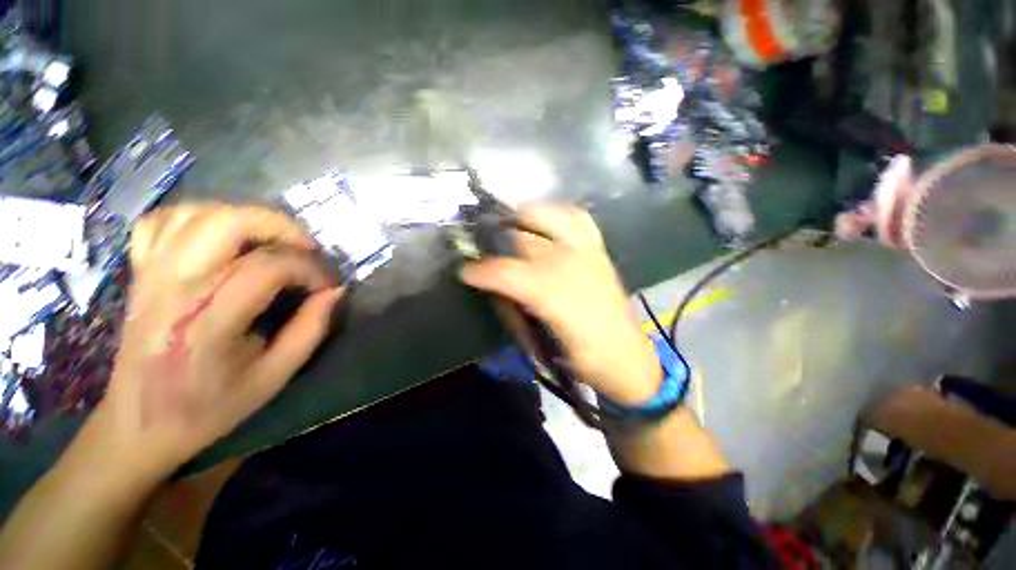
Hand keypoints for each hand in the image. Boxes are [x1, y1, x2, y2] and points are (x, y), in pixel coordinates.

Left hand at [90, 203, 342, 483]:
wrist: (137, 426)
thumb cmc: (208, 408)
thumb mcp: (273, 378)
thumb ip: (310, 330)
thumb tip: (334, 292)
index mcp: (208, 322)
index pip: (268, 268)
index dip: (310, 270)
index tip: (326, 286)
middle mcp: (174, 288)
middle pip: (227, 223)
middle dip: (280, 226)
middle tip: (306, 248)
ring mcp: (150, 275)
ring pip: (196, 213)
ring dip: (244, 217)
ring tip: (271, 241)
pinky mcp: (139, 273)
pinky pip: (161, 221)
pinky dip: (196, 216)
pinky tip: (220, 235)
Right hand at [460, 204, 659, 405]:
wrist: (628, 359)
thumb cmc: (582, 358)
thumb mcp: (541, 344)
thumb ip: (514, 311)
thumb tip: (494, 288)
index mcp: (555, 296)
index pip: (507, 272)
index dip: (481, 271)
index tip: (465, 272)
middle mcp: (572, 266)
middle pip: (525, 240)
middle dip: (498, 241)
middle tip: (483, 248)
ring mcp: (589, 253)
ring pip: (553, 218)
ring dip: (526, 218)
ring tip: (509, 223)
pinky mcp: (601, 251)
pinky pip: (579, 220)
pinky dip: (558, 215)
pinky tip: (545, 221)